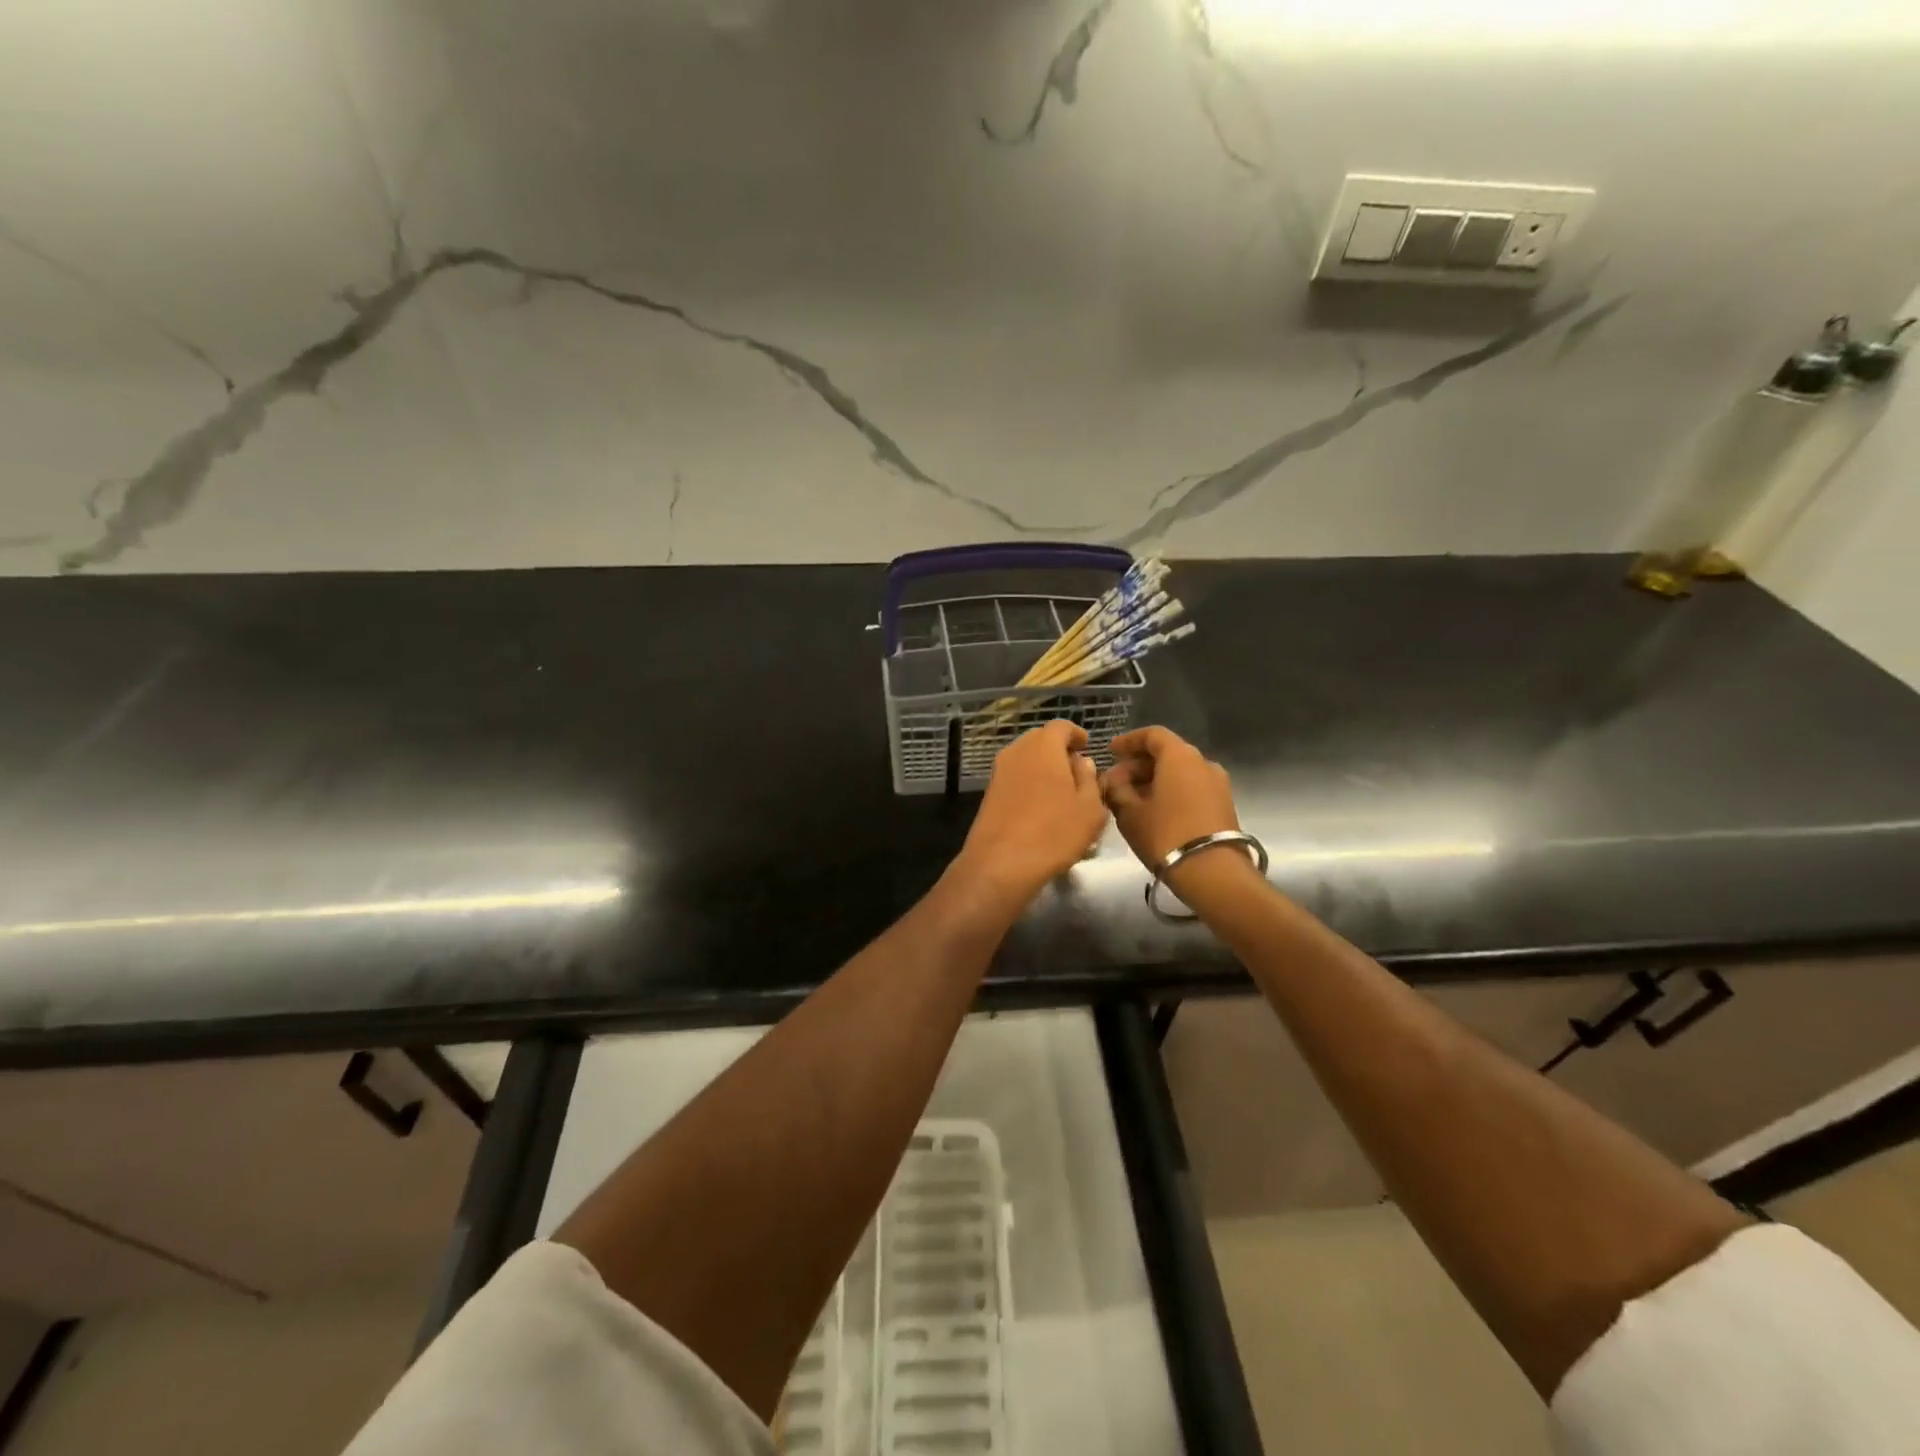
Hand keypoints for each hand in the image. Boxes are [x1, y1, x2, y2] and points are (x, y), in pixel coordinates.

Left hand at [956, 720, 1108, 903]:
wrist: (1000, 864)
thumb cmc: (1054, 833)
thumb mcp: (1089, 809)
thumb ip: (1089, 779)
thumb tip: (1081, 762)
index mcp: (1043, 747)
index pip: (1061, 726)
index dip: (1076, 734)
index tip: (1087, 747)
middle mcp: (1016, 752)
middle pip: (1040, 740)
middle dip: (1059, 750)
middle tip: (1076, 771)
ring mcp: (998, 772)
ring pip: (1025, 759)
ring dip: (1043, 768)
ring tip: (1061, 792)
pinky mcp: (989, 793)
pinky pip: (1014, 777)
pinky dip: (1029, 783)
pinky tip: (1041, 807)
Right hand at [1099, 726, 1240, 870]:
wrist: (1213, 872)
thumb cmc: (1165, 835)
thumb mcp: (1130, 812)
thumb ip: (1117, 789)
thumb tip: (1113, 779)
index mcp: (1180, 756)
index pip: (1152, 735)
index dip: (1128, 741)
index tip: (1110, 751)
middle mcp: (1203, 762)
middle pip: (1167, 753)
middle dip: (1138, 765)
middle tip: (1115, 782)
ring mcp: (1217, 784)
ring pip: (1179, 772)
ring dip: (1154, 780)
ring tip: (1131, 798)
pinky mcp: (1223, 805)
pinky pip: (1191, 787)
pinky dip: (1171, 791)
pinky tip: (1153, 810)